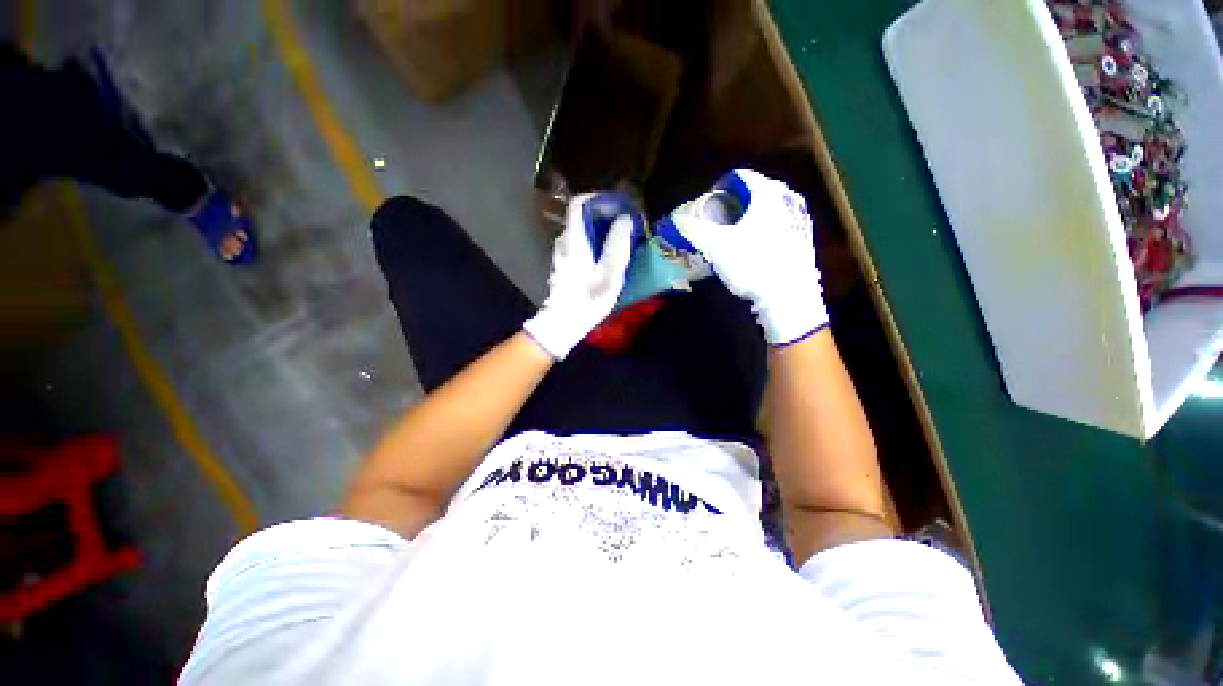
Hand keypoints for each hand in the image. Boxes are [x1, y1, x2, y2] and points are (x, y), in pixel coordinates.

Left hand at [523, 194, 634, 359]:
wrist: (564, 323)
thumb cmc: (587, 300)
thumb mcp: (609, 275)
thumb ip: (617, 245)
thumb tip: (625, 219)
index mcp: (574, 240)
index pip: (579, 203)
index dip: (599, 198)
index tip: (619, 205)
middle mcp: (564, 241)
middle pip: (582, 215)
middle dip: (606, 215)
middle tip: (627, 225)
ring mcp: (562, 252)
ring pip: (582, 230)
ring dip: (602, 229)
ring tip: (622, 241)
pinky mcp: (565, 263)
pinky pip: (581, 242)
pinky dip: (595, 241)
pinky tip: (608, 256)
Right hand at [676, 169, 827, 344]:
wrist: (788, 295)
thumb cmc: (752, 263)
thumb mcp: (717, 246)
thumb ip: (695, 229)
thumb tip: (677, 219)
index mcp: (768, 193)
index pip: (741, 176)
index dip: (721, 186)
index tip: (709, 204)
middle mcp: (787, 199)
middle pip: (755, 192)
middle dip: (735, 202)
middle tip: (719, 219)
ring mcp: (799, 219)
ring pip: (768, 209)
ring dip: (749, 216)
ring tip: (734, 233)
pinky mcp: (803, 239)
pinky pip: (778, 224)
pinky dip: (763, 228)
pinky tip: (753, 246)